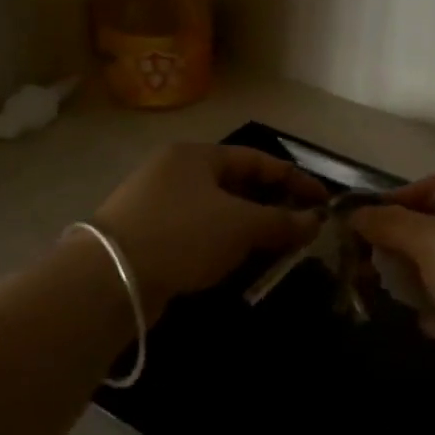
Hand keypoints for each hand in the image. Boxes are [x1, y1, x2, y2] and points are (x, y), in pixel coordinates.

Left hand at [93, 144, 326, 320]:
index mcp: (196, 156)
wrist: (110, 278)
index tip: (323, 201)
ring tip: (279, 250)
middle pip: (237, 184)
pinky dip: (225, 244)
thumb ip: (282, 222)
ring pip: (219, 211)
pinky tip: (241, 263)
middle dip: (273, 206)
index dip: (295, 179)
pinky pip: (199, 233)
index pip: (258, 159)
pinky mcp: (149, 235)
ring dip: (251, 228)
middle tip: (303, 228)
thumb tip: (316, 222)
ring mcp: (158, 204)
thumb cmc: (183, 235)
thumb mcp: (241, 225)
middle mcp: (176, 172)